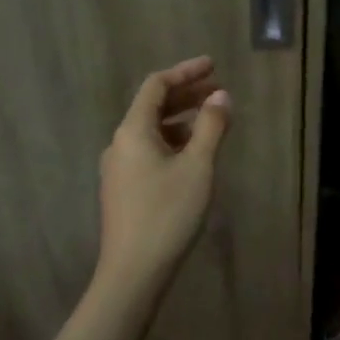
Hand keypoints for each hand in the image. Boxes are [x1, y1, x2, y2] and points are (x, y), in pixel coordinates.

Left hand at [97, 56, 231, 290]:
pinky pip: (148, 151)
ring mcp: (118, 169)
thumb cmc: (168, 214)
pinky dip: (172, 142)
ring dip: (180, 120)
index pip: (156, 86)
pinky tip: (193, 156)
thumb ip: (210, 126)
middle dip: (185, 95)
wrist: (133, 273)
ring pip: (151, 131)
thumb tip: (221, 96)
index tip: (213, 66)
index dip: (185, 72)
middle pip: (152, 107)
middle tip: (218, 90)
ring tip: (211, 122)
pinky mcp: (123, 190)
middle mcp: (120, 144)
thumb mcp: (198, 167)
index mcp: (133, 131)